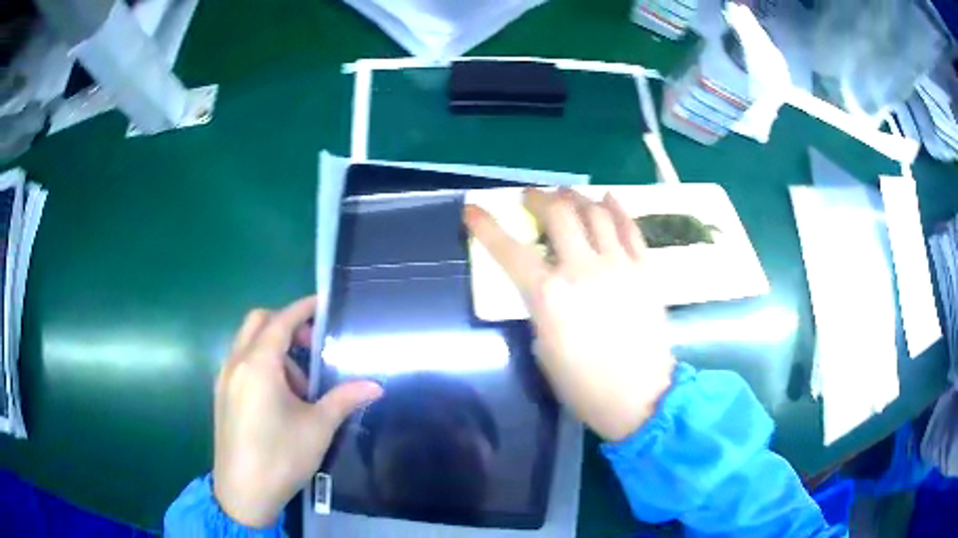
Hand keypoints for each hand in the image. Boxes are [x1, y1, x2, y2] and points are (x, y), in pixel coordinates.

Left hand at [213, 296, 382, 527]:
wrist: (242, 492)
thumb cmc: (280, 456)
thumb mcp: (318, 427)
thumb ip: (344, 399)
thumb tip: (375, 386)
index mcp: (258, 364)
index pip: (281, 321)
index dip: (303, 309)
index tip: (323, 304)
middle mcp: (236, 363)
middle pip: (258, 322)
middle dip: (286, 325)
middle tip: (311, 347)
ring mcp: (224, 379)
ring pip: (247, 343)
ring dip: (273, 349)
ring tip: (299, 387)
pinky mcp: (221, 395)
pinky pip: (240, 363)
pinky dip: (260, 364)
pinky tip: (278, 398)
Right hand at [464, 189, 674, 441]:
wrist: (641, 397)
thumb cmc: (584, 385)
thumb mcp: (543, 349)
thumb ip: (540, 306)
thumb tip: (544, 282)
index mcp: (549, 295)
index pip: (509, 249)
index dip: (486, 225)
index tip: (473, 209)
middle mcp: (583, 269)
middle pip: (558, 214)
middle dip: (539, 198)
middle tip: (531, 197)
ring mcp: (619, 265)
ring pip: (595, 212)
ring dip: (576, 197)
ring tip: (567, 195)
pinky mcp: (646, 269)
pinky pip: (630, 228)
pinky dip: (616, 208)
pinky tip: (607, 199)